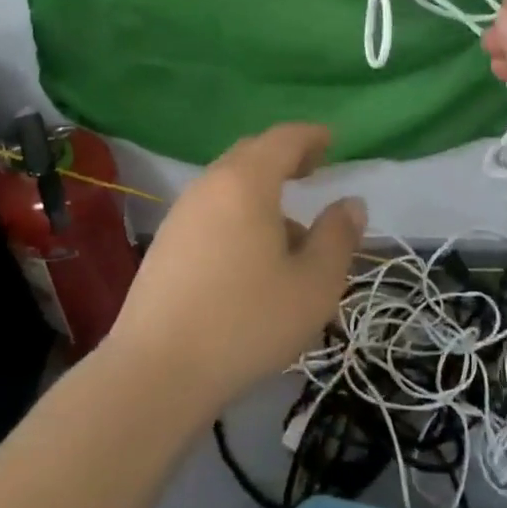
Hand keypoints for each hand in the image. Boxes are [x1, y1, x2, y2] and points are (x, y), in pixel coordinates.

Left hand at [108, 123, 364, 414]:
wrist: (156, 371)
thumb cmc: (247, 321)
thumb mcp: (314, 284)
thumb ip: (338, 237)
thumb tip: (350, 203)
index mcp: (247, 182)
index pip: (283, 139)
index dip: (311, 136)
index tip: (332, 140)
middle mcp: (209, 186)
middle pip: (251, 154)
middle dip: (285, 157)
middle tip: (313, 170)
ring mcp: (181, 214)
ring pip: (229, 184)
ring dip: (262, 191)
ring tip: (290, 229)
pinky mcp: (165, 244)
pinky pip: (212, 210)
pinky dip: (239, 213)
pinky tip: (252, 256)